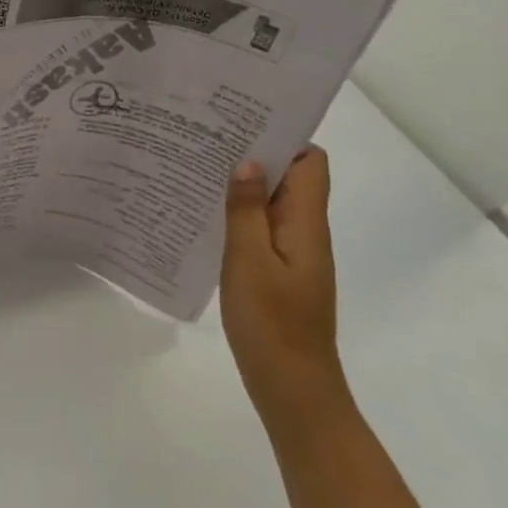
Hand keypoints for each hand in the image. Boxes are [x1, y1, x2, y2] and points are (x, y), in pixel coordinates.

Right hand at [220, 147, 347, 431]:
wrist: (292, 386)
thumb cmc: (271, 322)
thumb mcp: (249, 261)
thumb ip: (246, 211)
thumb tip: (248, 160)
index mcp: (305, 224)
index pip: (310, 164)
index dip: (283, 137)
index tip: (241, 121)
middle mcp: (304, 232)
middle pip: (289, 178)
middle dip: (253, 154)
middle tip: (205, 138)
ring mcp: (292, 254)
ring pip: (270, 203)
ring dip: (241, 185)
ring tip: (196, 168)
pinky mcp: (277, 272)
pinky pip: (260, 229)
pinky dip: (237, 215)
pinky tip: (203, 215)